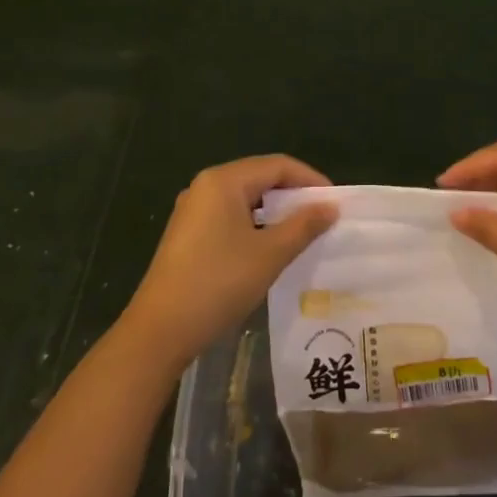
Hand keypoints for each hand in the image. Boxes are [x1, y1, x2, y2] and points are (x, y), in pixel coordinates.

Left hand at [123, 155, 338, 370]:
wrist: (160, 330)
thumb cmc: (218, 283)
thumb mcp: (270, 254)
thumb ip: (303, 225)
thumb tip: (330, 207)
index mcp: (223, 181)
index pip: (277, 165)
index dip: (310, 179)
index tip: (335, 202)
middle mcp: (205, 186)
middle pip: (259, 177)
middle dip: (293, 195)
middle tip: (322, 217)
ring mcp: (193, 210)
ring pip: (244, 199)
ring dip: (274, 212)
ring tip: (302, 232)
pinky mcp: (187, 234)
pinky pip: (229, 216)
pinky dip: (254, 225)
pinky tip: (269, 247)